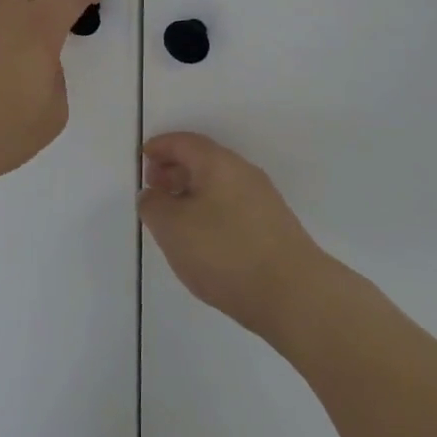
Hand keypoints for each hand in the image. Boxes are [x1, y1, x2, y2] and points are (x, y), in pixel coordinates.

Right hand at [139, 132, 328, 339]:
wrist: (293, 295)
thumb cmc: (224, 252)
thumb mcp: (172, 228)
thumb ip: (153, 205)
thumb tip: (153, 195)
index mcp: (218, 163)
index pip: (184, 142)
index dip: (160, 147)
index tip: (142, 158)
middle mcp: (244, 173)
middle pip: (203, 160)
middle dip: (174, 170)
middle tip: (154, 189)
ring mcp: (263, 200)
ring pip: (219, 185)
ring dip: (192, 193)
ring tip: (173, 219)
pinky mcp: (273, 227)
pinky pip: (232, 206)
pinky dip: (210, 211)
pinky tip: (202, 240)